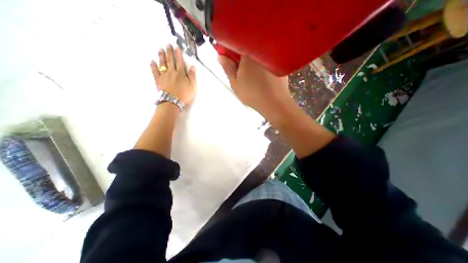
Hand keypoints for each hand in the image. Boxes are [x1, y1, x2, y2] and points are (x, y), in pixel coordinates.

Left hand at [152, 44, 197, 104]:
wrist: (172, 101)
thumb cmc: (184, 95)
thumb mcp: (192, 87)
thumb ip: (192, 77)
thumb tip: (193, 67)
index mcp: (180, 74)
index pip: (180, 62)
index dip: (179, 54)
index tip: (177, 47)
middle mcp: (172, 72)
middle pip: (170, 61)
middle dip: (169, 52)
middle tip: (168, 45)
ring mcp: (164, 76)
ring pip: (162, 64)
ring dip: (161, 56)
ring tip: (160, 50)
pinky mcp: (158, 80)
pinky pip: (155, 72)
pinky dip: (153, 66)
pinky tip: (152, 61)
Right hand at [217, 55, 290, 117]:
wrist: (274, 103)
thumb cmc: (252, 94)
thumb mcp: (235, 83)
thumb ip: (228, 68)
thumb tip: (221, 56)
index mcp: (248, 53)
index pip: (236, 43)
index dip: (230, 50)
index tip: (227, 58)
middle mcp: (262, 51)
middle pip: (248, 48)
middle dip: (241, 57)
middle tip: (239, 70)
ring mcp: (272, 57)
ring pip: (258, 55)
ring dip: (252, 61)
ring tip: (250, 76)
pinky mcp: (279, 65)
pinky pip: (267, 61)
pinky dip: (262, 66)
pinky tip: (261, 78)